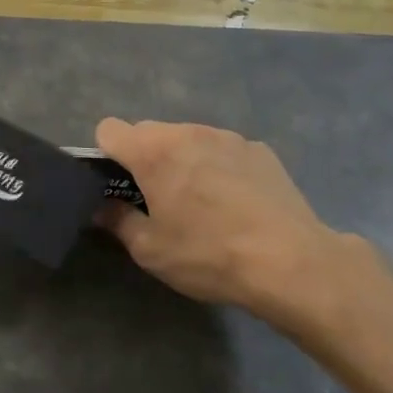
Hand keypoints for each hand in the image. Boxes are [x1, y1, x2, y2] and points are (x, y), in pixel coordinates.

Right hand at [94, 118, 374, 330]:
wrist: (290, 263)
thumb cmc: (208, 255)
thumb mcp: (150, 250)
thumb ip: (118, 222)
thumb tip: (102, 208)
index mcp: (154, 152)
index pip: (110, 129)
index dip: (106, 154)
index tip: (117, 184)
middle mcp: (188, 132)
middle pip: (150, 132)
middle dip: (145, 158)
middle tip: (158, 200)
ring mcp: (228, 137)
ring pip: (188, 139)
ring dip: (183, 161)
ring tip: (201, 203)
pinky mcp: (259, 150)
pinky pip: (223, 150)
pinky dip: (219, 168)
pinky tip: (236, 204)